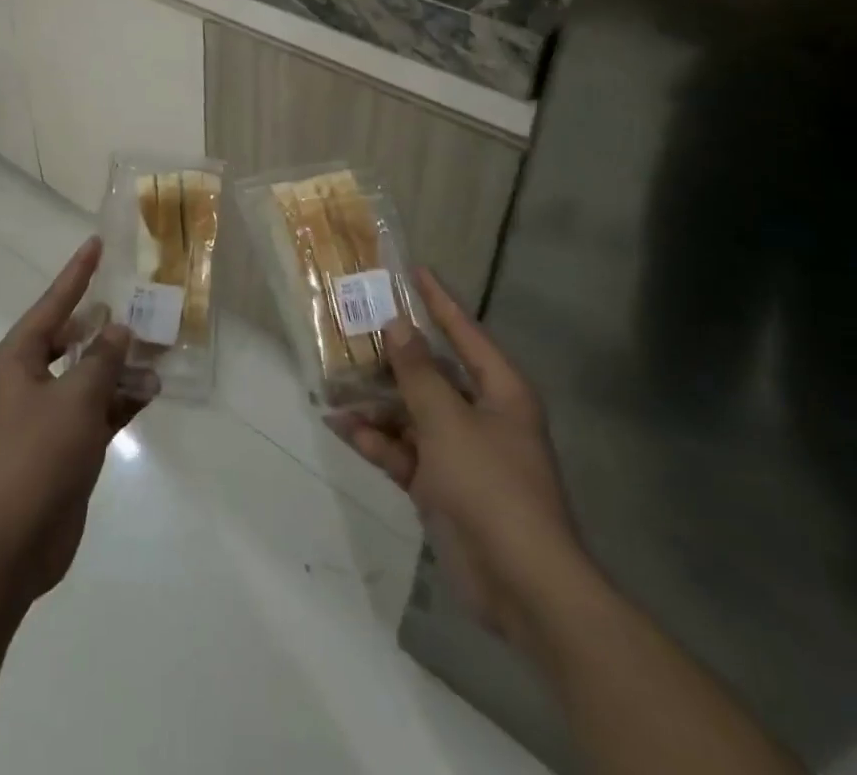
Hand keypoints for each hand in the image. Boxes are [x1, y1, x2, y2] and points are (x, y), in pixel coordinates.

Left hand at [0, 238, 153, 606]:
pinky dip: (121, 399)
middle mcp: (29, 379)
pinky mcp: (64, 447)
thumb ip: (102, 360)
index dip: (77, 273)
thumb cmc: (35, 458)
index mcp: (18, 359)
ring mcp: (46, 416)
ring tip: (160, 346)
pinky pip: (96, 410)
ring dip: (120, 364)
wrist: (8, 546)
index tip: (97, 244)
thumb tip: (119, 329)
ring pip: (89, 375)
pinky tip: (152, 390)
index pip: (53, 304)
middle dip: (106, 324)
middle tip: (140, 302)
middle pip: (73, 338)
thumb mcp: (75, 400)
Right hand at [330, 270, 594, 653]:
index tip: (413, 271)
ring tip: (333, 381)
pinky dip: (376, 440)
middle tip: (351, 327)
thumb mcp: (448, 421)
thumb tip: (397, 326)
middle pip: (431, 373)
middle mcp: (481, 415)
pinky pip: (403, 452)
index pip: (465, 332)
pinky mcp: (440, 486)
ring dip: (376, 402)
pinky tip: (342, 426)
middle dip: (391, 356)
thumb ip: (418, 373)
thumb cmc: (491, 486)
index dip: (439, 301)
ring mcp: (460, 452)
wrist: (522, 586)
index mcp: (499, 391)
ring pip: (410, 413)